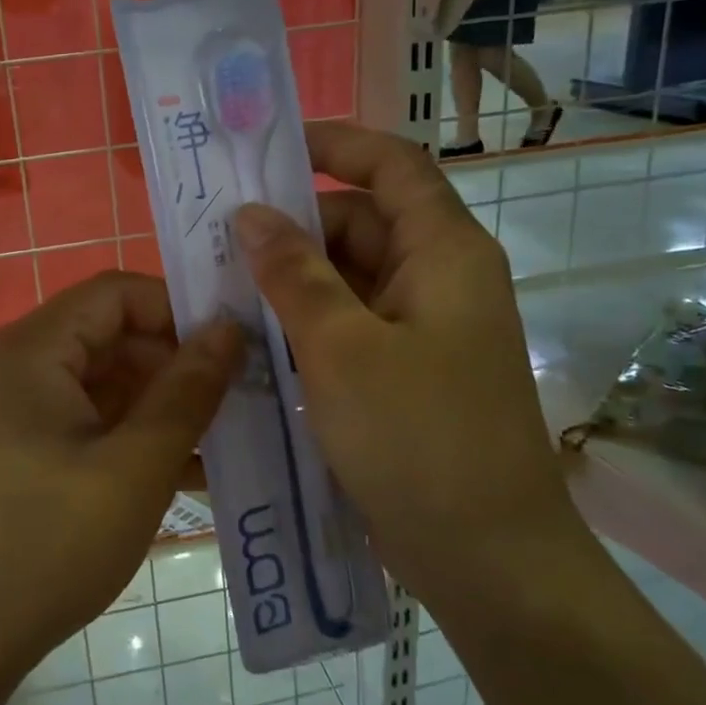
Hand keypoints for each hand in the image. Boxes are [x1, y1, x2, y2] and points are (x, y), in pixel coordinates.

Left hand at [0, 271, 241, 672]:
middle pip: (106, 338)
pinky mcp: (10, 449)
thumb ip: (188, 391)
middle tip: (236, 399)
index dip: (176, 311)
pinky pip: (79, 421)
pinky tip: (182, 473)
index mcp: (28, 350)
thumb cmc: (51, 543)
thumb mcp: (136, 465)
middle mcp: (9, 365)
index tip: (230, 348)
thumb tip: (229, 330)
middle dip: (173, 366)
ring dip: (157, 408)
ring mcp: (6, 410)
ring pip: (98, 384)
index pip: (114, 294)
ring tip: (223, 440)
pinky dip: (126, 436)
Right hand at [233, 123, 571, 594]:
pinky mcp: (404, 370)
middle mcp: (438, 278)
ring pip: (348, 278)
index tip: (267, 150)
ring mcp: (422, 328)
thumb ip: (294, 274)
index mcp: (444, 253)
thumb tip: (251, 214)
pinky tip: (254, 339)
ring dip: (291, 280)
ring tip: (221, 290)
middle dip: (293, 226)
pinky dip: (305, 323)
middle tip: (217, 240)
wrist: (488, 560)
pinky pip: (348, 324)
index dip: (335, 144)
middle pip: (360, 223)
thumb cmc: (420, 441)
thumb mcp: (343, 349)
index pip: (391, 165)